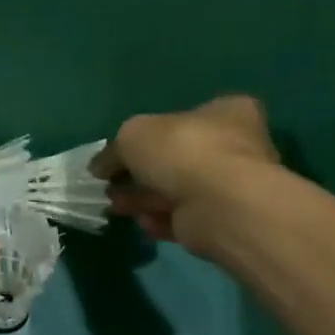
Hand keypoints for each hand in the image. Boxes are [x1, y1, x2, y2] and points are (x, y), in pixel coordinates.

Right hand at [94, 95, 281, 255]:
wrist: (219, 204)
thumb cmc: (182, 151)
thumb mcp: (132, 136)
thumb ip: (113, 150)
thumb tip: (99, 167)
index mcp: (227, 112)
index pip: (187, 116)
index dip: (151, 132)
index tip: (124, 150)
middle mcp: (235, 146)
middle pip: (177, 157)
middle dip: (141, 172)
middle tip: (112, 183)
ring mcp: (230, 186)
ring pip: (177, 189)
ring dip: (144, 198)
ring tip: (115, 205)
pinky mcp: (221, 219)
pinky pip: (183, 217)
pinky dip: (160, 220)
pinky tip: (142, 222)